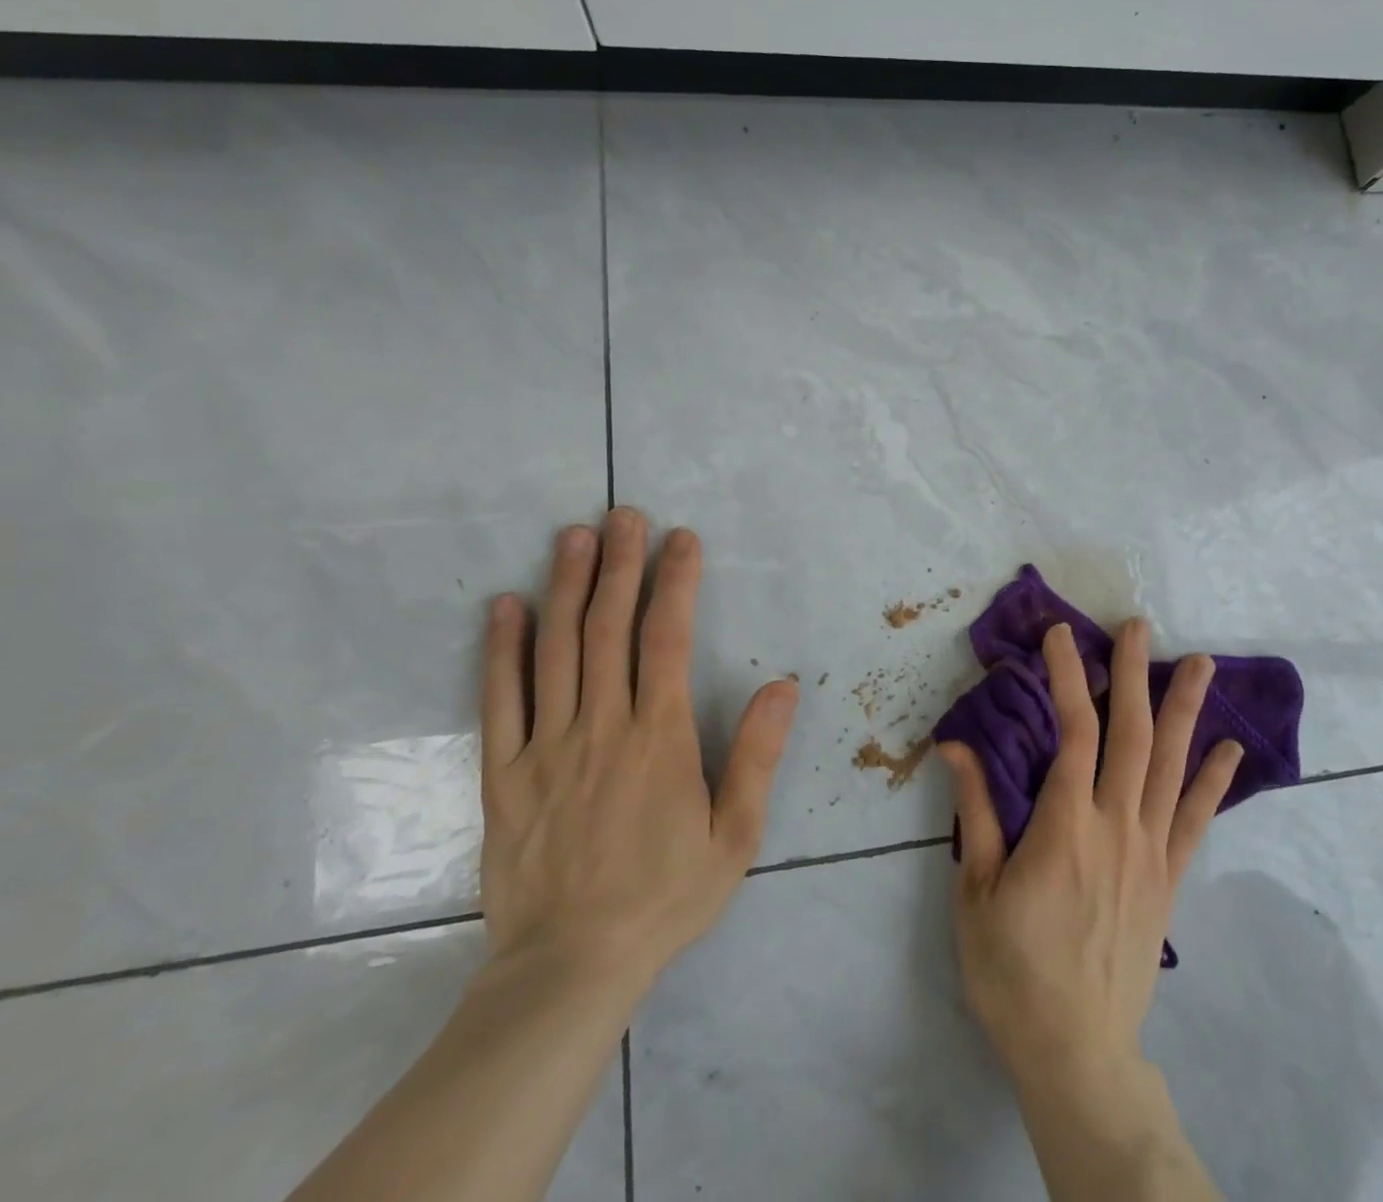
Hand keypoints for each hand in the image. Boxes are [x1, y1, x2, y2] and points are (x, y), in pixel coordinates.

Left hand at [479, 508, 797, 998]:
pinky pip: (500, 701)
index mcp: (659, 737)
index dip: (676, 582)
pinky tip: (506, 607)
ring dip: (566, 588)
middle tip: (624, 515)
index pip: (666, 639)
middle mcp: (602, 726)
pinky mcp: (504, 774)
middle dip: (620, 565)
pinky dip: (502, 649)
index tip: (682, 539)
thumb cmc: (665, 897)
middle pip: (608, 629)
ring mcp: (547, 747)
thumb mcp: (736, 835)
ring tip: (573, 537)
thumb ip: (756, 755)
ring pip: (555, 650)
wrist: (569, 968)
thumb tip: (782, 685)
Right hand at [939, 619, 1241, 1089]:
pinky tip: (1230, 750)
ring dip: (1185, 710)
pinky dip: (1213, 782)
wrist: (1075, 1051)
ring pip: (1171, 767)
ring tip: (1201, 663)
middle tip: (1138, 626)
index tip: (1062, 636)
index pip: (1072, 731)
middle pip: (1131, 734)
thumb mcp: (977, 890)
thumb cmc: (1012, 970)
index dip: (1069, 677)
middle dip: (1134, 673)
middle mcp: (1116, 826)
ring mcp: (1150, 852)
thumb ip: (977, 811)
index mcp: (1065, 826)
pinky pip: (1195, 821)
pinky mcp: (1168, 880)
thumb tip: (954, 744)